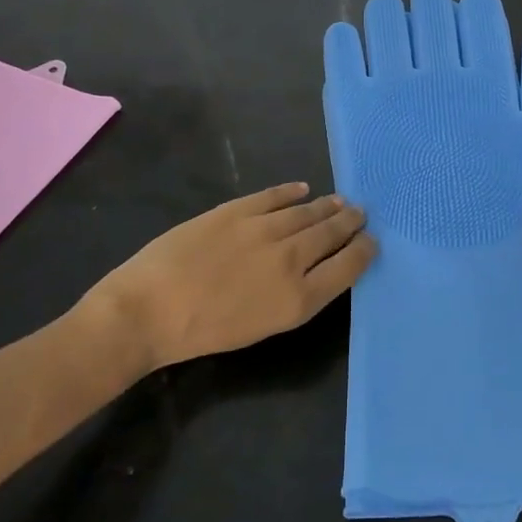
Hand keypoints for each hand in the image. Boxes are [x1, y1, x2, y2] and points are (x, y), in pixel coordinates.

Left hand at [85, 183, 374, 370]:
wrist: (150, 310)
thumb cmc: (204, 333)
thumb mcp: (262, 328)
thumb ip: (295, 297)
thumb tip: (315, 270)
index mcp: (299, 298)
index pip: (347, 267)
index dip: (364, 251)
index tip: (372, 241)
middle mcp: (291, 259)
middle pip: (331, 234)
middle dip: (349, 223)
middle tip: (361, 214)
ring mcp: (264, 229)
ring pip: (307, 212)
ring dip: (326, 206)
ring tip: (339, 201)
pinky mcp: (238, 209)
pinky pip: (274, 195)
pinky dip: (291, 191)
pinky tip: (302, 189)